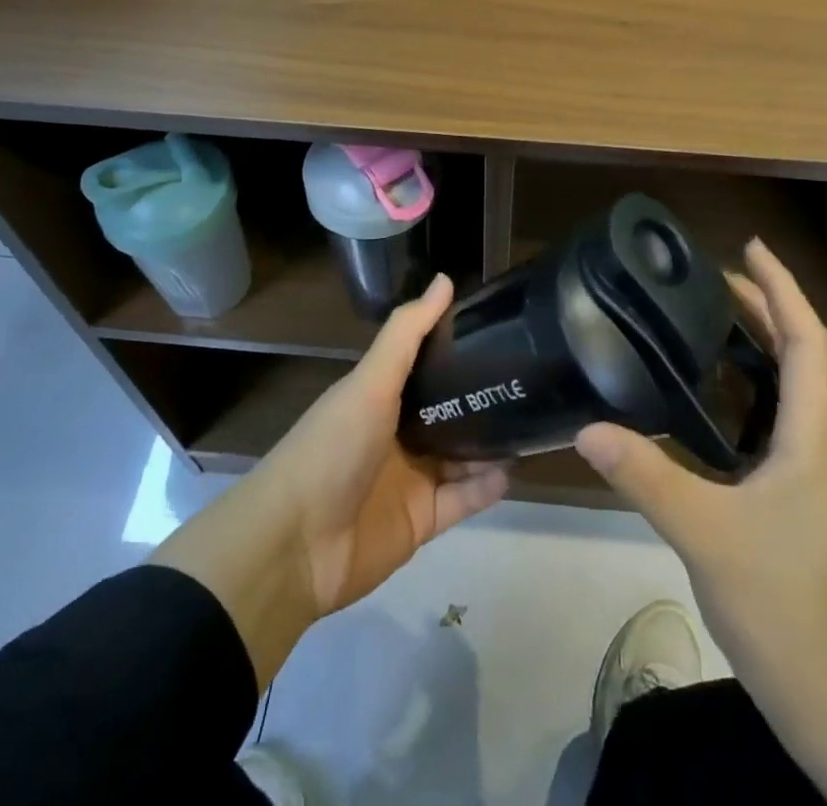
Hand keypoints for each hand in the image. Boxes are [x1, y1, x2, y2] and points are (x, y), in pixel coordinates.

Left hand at [259, 272, 510, 612]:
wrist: (295, 545)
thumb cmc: (332, 448)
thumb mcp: (370, 382)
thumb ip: (407, 333)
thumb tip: (446, 280)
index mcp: (380, 396)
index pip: (426, 365)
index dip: (458, 349)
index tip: (501, 331)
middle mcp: (396, 433)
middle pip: (447, 412)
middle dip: (482, 398)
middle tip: (528, 379)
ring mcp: (409, 479)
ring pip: (460, 455)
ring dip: (490, 442)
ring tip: (531, 422)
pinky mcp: (421, 521)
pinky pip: (462, 500)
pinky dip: (485, 487)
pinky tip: (511, 469)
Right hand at [575, 239, 826, 698]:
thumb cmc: (788, 609)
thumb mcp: (708, 535)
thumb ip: (647, 476)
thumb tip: (588, 427)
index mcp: (810, 437)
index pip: (807, 340)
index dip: (781, 287)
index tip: (748, 247)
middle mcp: (815, 445)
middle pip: (798, 356)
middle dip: (762, 308)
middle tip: (708, 278)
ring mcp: (807, 477)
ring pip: (783, 392)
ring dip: (753, 348)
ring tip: (701, 325)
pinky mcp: (791, 503)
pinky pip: (767, 425)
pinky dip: (740, 395)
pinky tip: (700, 407)